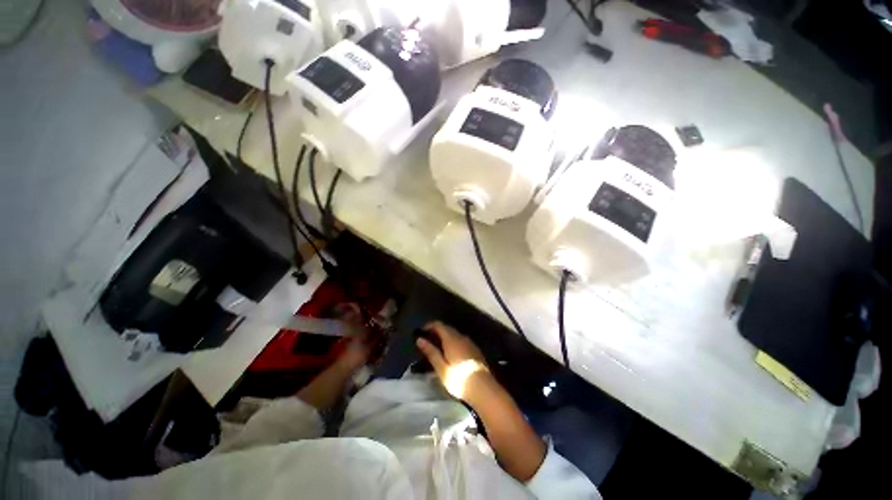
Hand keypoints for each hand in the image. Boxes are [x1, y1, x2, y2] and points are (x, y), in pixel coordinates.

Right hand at [416, 321, 493, 399]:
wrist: (483, 388)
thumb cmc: (459, 379)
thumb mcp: (441, 368)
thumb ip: (431, 352)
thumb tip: (420, 339)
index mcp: (451, 339)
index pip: (439, 325)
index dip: (429, 325)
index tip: (421, 331)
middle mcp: (461, 337)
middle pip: (447, 328)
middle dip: (436, 330)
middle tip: (427, 340)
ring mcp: (469, 342)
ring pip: (455, 333)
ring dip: (445, 336)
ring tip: (437, 346)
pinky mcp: (475, 349)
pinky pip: (461, 340)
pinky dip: (453, 341)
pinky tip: (450, 352)